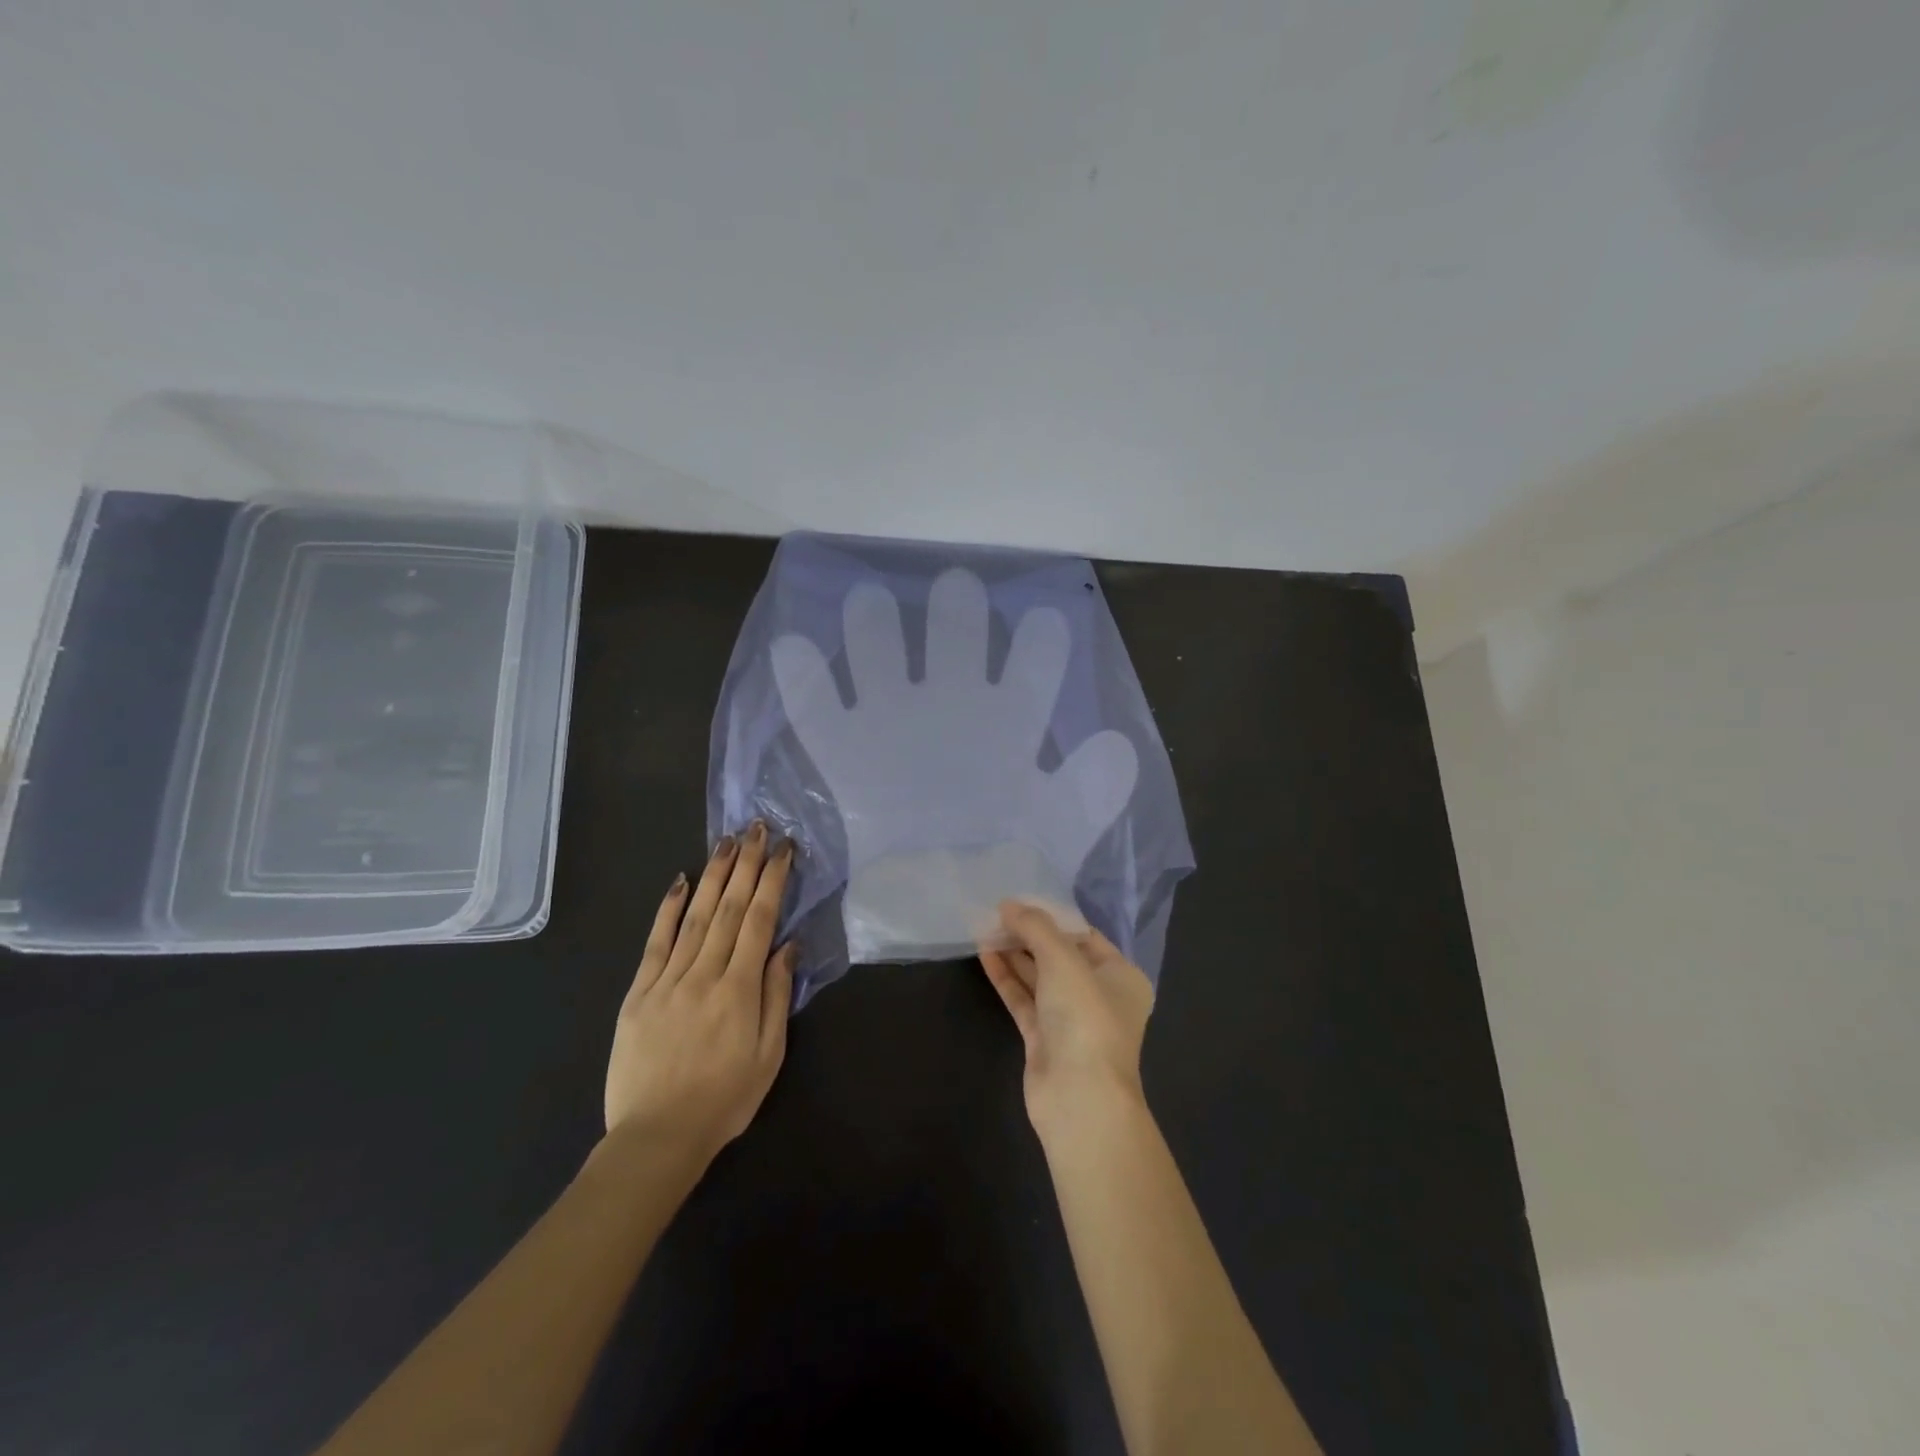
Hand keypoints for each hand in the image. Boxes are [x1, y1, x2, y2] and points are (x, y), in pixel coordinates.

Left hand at [605, 822, 794, 1162]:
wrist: (656, 1138)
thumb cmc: (724, 1100)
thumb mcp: (769, 1055)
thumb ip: (777, 996)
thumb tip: (787, 946)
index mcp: (739, 990)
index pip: (759, 921)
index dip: (772, 881)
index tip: (783, 850)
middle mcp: (704, 974)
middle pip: (729, 908)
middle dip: (745, 864)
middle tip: (757, 828)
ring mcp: (667, 980)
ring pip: (695, 916)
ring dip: (713, 875)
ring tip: (727, 841)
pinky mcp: (639, 993)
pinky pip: (655, 942)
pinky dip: (668, 909)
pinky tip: (679, 881)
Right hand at [979, 900, 1153, 1139]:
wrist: (1079, 1097)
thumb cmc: (1085, 1018)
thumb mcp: (1063, 960)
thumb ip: (1035, 927)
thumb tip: (1008, 904)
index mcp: (1121, 976)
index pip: (1085, 936)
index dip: (1053, 917)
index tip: (1021, 900)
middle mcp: (1099, 996)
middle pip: (1060, 956)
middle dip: (1029, 935)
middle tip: (996, 913)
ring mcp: (1070, 1020)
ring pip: (1039, 978)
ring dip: (1014, 954)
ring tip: (984, 927)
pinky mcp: (1044, 1040)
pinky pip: (1024, 1000)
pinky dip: (1007, 978)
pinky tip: (984, 955)